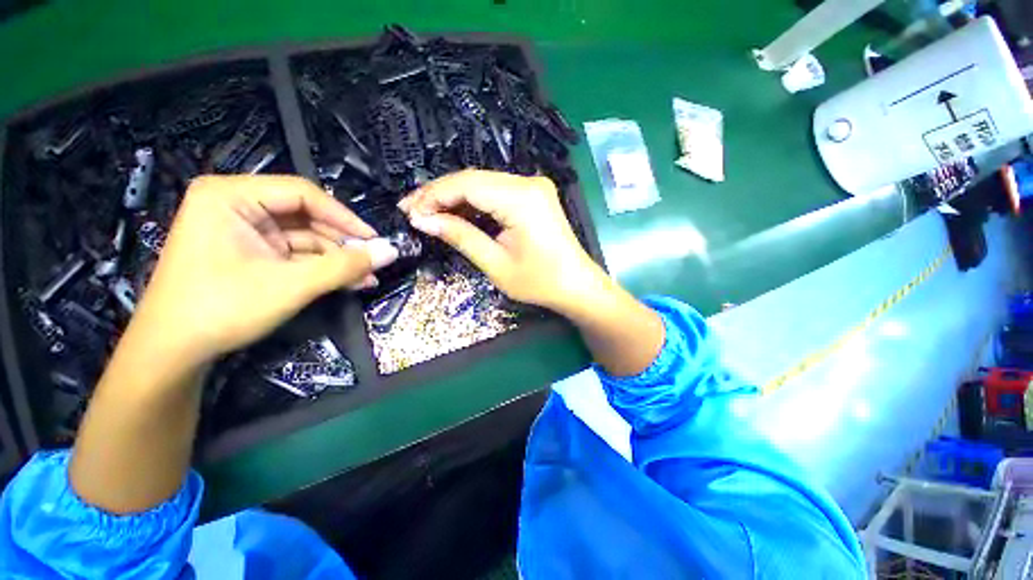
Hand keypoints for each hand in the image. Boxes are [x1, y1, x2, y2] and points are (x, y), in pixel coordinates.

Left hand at [129, 174, 396, 366]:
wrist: (173, 352)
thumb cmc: (223, 308)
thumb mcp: (291, 285)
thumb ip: (345, 266)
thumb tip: (392, 252)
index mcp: (231, 196)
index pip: (303, 194)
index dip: (344, 217)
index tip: (375, 241)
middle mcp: (236, 205)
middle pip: (306, 216)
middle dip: (342, 243)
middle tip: (374, 263)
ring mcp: (244, 231)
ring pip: (305, 238)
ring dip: (337, 260)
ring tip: (367, 279)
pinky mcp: (251, 253)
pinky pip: (296, 254)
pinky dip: (322, 268)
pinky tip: (348, 282)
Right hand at [398, 170, 602, 312]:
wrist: (577, 286)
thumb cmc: (540, 282)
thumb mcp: (496, 264)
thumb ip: (460, 236)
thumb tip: (423, 220)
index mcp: (521, 198)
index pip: (466, 184)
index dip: (433, 196)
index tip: (409, 212)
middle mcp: (528, 183)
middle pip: (473, 179)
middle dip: (440, 194)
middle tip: (413, 211)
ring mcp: (533, 186)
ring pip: (482, 184)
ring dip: (455, 198)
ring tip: (428, 213)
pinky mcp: (534, 195)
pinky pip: (496, 192)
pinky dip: (474, 202)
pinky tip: (456, 213)